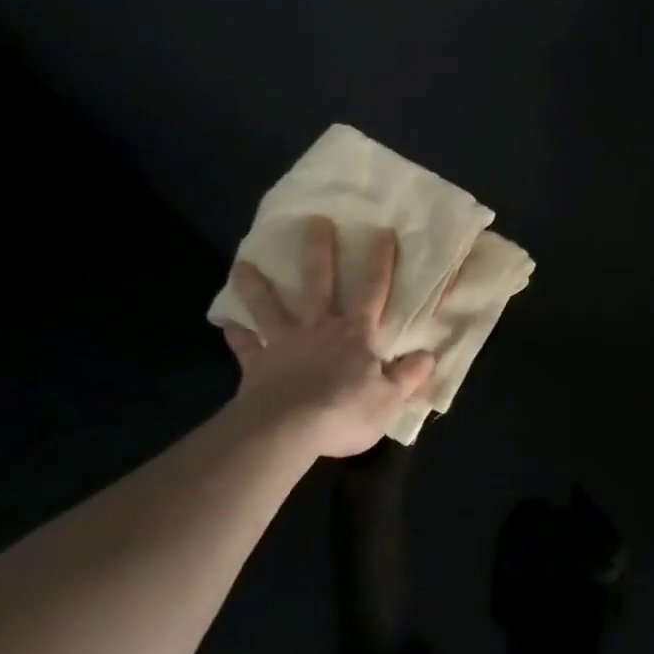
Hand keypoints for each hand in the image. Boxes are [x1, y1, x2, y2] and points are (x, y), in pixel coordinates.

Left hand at [219, 216, 434, 457]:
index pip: (373, 291)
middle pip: (319, 284)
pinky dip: (236, 333)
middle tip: (314, 221)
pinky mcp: (257, 366)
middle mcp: (319, 329)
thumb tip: (428, 356)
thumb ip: (407, 376)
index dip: (380, 261)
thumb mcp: (388, 401)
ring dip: (258, 286)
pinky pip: (245, 346)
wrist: (285, 432)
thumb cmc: (343, 413)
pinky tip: (225, 321)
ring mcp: (284, 344)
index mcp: (355, 335)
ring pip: (271, 308)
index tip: (382, 231)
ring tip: (243, 262)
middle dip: (320, 252)